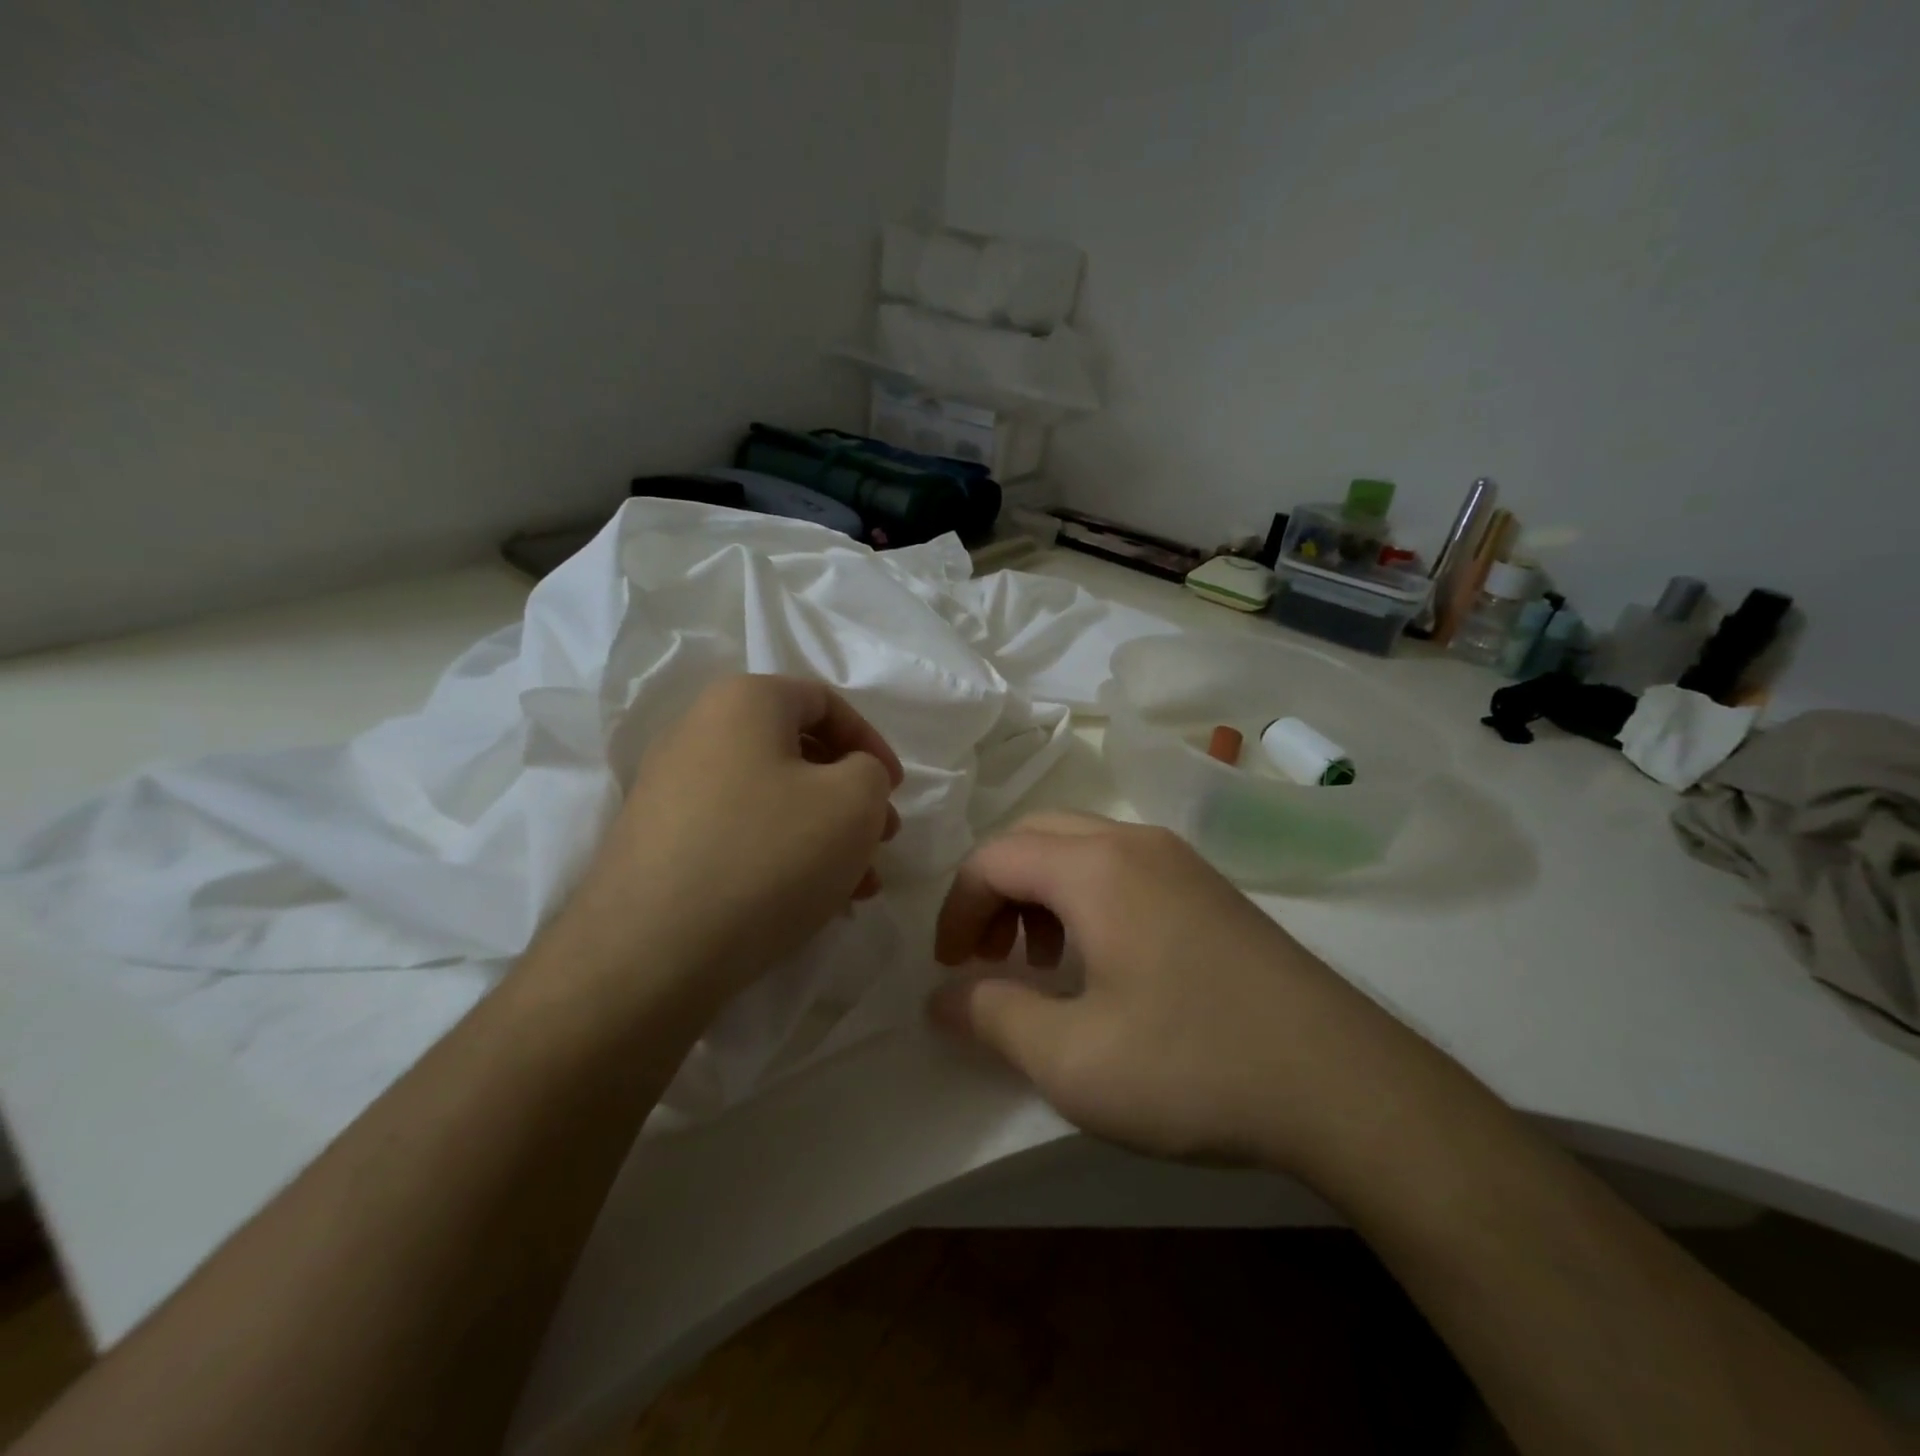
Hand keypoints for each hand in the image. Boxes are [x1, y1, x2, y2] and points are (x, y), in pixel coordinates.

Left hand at [553, 675, 902, 1011]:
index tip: (896, 790)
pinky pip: (741, 833)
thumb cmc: (767, 855)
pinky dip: (785, 856)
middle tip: (882, 840)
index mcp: (744, 702)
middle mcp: (699, 732)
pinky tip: (813, 902)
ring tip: (858, 886)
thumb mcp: (854, 802)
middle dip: (852, 798)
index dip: (872, 743)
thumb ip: (871, 773)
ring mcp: (673, 790)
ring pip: (774, 800)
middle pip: (799, 754)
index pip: (825, 701)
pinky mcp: (661, 843)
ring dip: (825, 835)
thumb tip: (850, 778)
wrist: (650, 952)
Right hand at [930, 812, 1406, 1169]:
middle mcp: (1136, 842)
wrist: (1344, 1084)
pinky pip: (1123, 867)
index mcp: (1095, 867)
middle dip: (996, 890)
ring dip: (1041, 892)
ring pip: (1081, 847)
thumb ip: (992, 1017)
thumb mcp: (1071, 1060)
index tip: (949, 968)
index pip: (994, 857)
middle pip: (1035, 836)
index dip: (957, 908)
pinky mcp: (1211, 889)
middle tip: (989, 956)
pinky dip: (1085, 897)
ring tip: (1044, 962)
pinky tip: (1103, 962)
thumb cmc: (1192, 1065)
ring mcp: (1181, 860)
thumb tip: (943, 997)